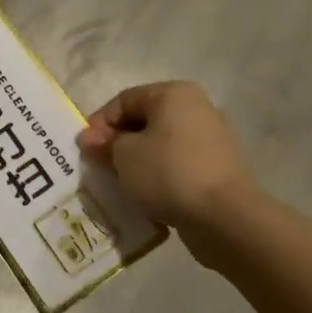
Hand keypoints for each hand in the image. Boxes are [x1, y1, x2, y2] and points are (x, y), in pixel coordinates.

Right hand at [78, 81, 257, 230]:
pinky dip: (158, 178)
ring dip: (136, 164)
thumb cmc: (168, 172)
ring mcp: (210, 140)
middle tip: (98, 168)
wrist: (225, 218)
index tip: (85, 150)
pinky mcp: (216, 170)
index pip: (124, 100)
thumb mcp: (124, 155)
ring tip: (119, 185)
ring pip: (159, 147)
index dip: (99, 123)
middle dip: (117, 145)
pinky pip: (176, 167)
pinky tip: (144, 197)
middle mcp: (196, 109)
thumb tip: (90, 140)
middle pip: (143, 122)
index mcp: (174, 94)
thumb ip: (104, 144)